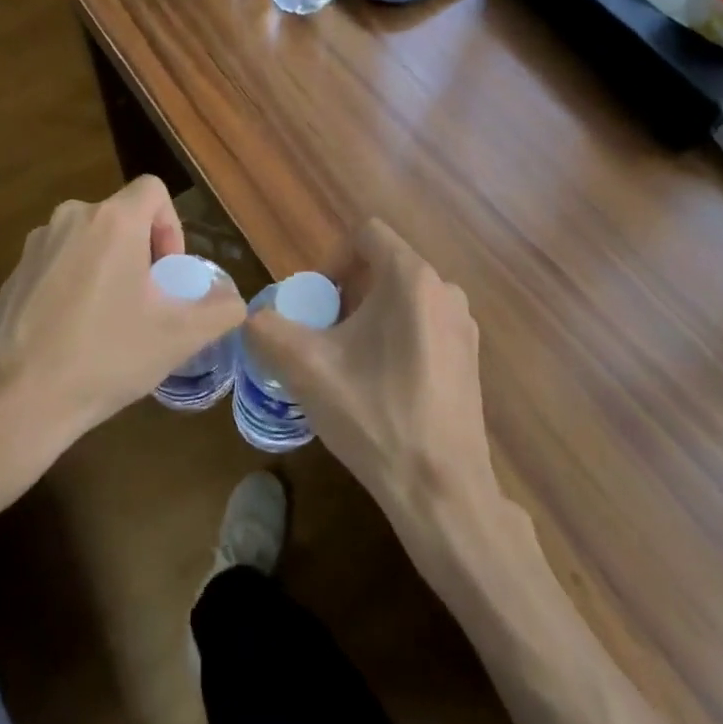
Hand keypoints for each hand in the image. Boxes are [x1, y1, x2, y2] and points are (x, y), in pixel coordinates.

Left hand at [0, 176, 246, 520]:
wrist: (9, 403)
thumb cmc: (103, 357)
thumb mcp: (178, 338)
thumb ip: (221, 310)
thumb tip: (233, 301)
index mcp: (111, 221)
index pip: (153, 190)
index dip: (172, 227)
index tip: (167, 275)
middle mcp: (69, 219)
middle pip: (121, 219)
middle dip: (142, 254)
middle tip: (147, 305)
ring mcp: (33, 248)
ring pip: (89, 243)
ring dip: (109, 271)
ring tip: (111, 325)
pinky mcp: (10, 276)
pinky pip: (58, 266)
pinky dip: (75, 288)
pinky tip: (73, 339)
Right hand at [245, 219, 499, 539]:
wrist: (440, 489)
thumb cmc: (374, 415)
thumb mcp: (305, 368)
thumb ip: (267, 330)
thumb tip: (252, 319)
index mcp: (412, 278)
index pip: (367, 234)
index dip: (332, 258)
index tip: (316, 301)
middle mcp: (446, 290)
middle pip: (384, 268)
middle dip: (347, 293)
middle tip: (324, 336)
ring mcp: (463, 326)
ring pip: (404, 300)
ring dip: (370, 318)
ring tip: (348, 364)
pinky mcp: (470, 358)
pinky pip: (424, 326)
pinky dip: (396, 339)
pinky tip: (381, 387)